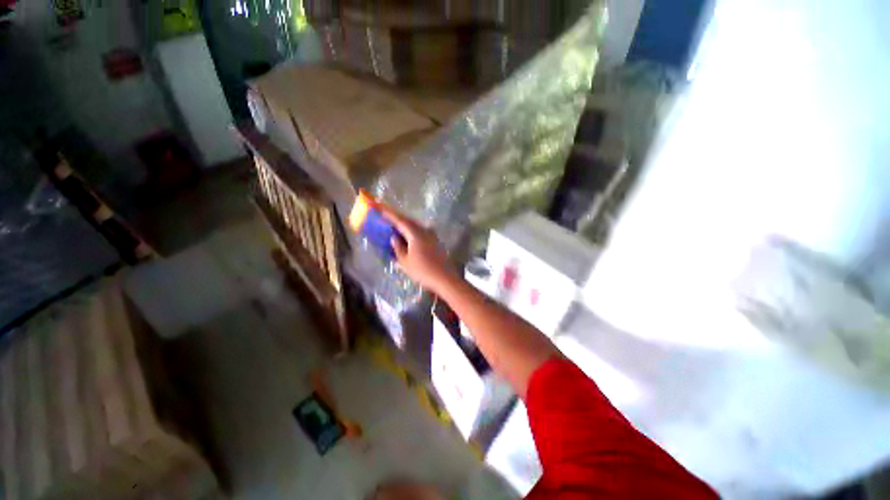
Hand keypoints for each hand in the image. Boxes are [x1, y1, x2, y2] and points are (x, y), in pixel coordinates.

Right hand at [378, 205, 458, 294]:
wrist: (444, 278)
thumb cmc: (422, 271)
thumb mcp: (405, 262)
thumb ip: (398, 248)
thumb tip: (394, 238)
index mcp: (415, 233)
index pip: (400, 221)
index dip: (390, 215)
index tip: (381, 210)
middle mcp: (425, 231)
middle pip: (409, 222)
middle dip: (398, 220)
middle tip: (388, 219)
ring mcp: (432, 236)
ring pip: (416, 227)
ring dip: (406, 227)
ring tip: (397, 229)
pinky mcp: (436, 242)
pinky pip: (422, 233)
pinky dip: (413, 233)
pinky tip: (409, 239)